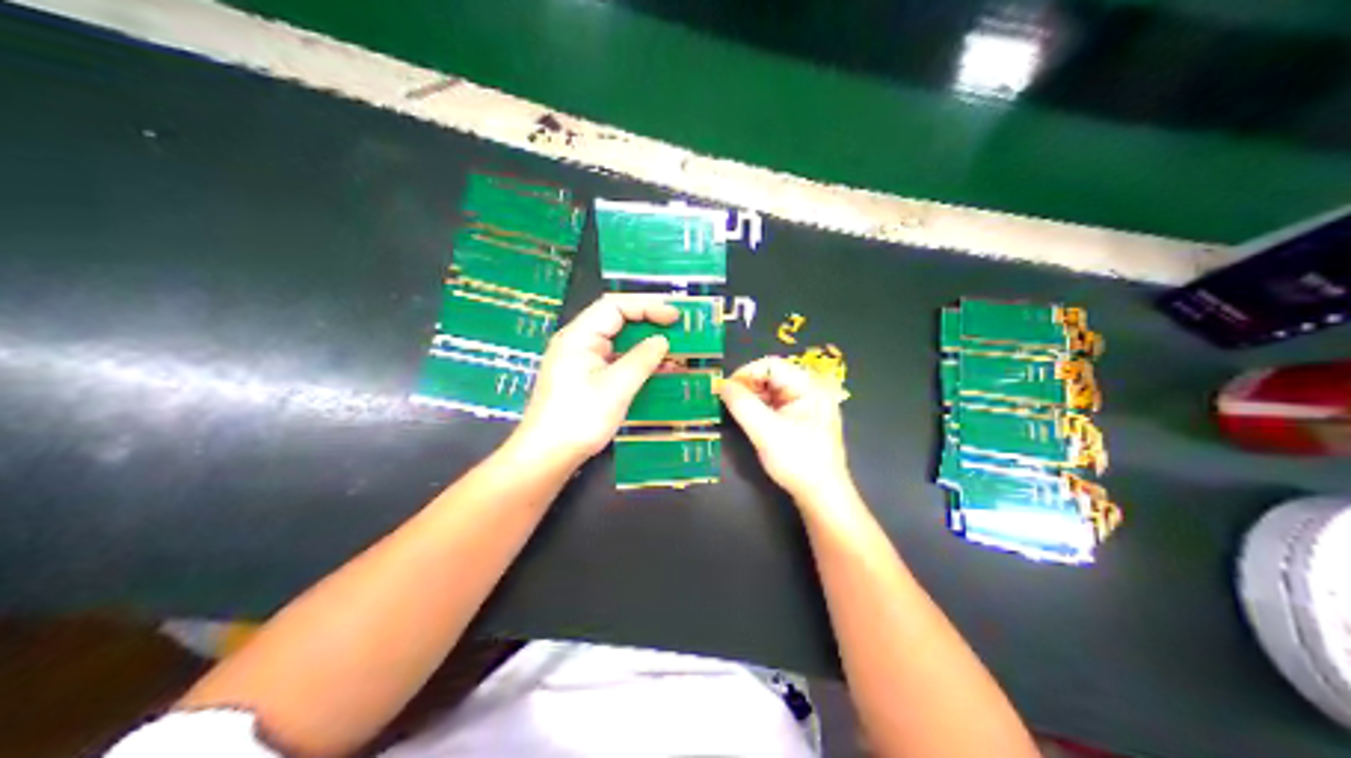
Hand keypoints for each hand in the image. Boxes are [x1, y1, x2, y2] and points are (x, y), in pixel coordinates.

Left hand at [509, 296, 675, 466]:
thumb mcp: (617, 388)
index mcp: (579, 336)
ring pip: (616, 341)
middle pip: (615, 320)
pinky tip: (656, 371)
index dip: (647, 306)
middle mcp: (577, 342)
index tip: (674, 317)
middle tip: (678, 329)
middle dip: (648, 321)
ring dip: (644, 344)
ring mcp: (579, 361)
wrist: (546, 455)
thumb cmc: (579, 418)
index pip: (615, 306)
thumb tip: (662, 341)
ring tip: (673, 349)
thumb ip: (642, 360)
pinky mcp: (583, 379)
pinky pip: (613, 360)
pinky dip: (635, 362)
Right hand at [716, 358, 853, 506]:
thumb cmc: (798, 460)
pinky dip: (761, 410)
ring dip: (753, 399)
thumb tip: (721, 384)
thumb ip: (742, 404)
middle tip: (729, 405)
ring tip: (738, 415)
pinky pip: (777, 405)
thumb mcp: (765, 431)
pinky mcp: (802, 420)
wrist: (822, 495)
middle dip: (748, 387)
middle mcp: (811, 390)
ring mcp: (808, 405)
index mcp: (809, 386)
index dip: (745, 374)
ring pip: (772, 391)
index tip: (725, 392)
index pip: (771, 365)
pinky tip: (752, 423)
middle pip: (771, 376)